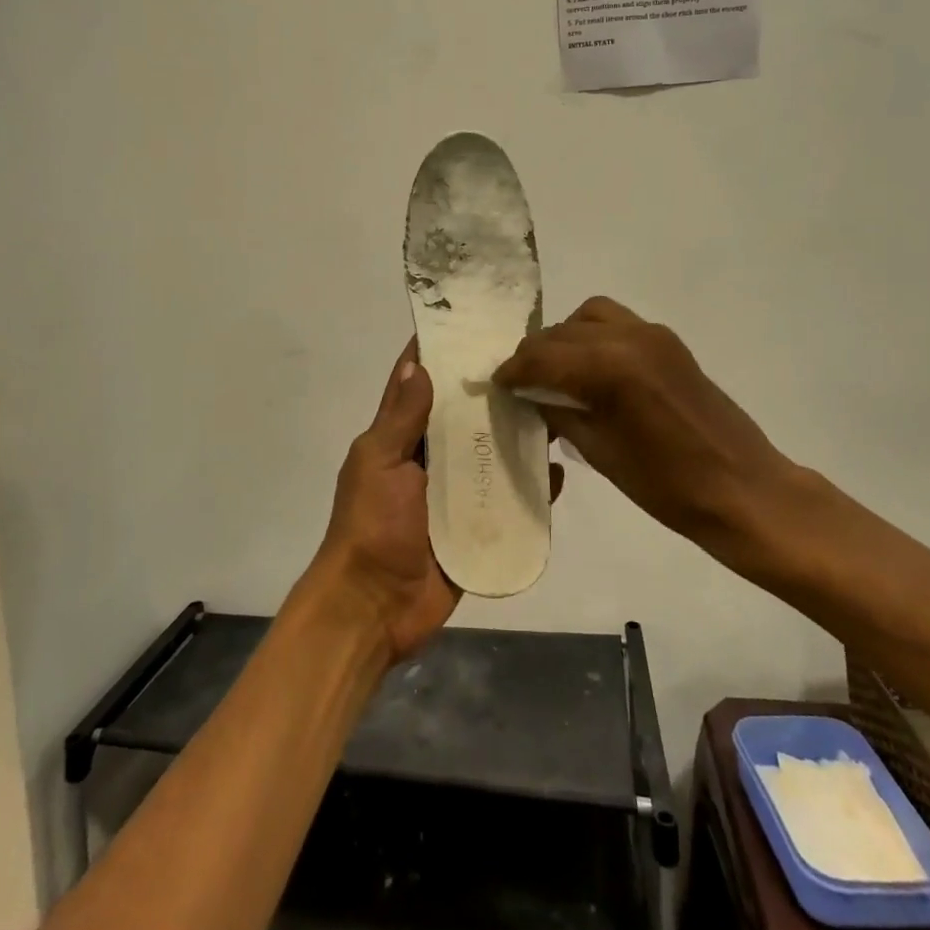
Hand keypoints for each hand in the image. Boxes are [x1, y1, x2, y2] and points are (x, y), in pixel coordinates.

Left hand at [305, 340, 561, 664]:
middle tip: (534, 362)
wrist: (373, 607)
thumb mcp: (379, 463)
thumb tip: (419, 362)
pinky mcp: (477, 526)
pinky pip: (510, 500)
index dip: (440, 353)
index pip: (420, 384)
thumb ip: (401, 418)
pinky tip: (559, 472)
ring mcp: (455, 493)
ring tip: (556, 408)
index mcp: (400, 438)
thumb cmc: (370, 527)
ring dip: (517, 436)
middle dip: (491, 391)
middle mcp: (430, 459)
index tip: (472, 321)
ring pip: (492, 454)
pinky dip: (532, 487)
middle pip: (465, 416)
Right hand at [495, 298, 799, 553]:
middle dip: (535, 354)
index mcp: (610, 366)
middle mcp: (629, 337)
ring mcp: (653, 335)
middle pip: (562, 332)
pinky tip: (590, 369)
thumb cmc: (667, 485)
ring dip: (564, 338)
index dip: (514, 371)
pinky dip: (593, 337)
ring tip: (555, 371)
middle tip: (521, 383)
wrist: (743, 489)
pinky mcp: (669, 343)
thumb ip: (560, 413)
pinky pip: (617, 323)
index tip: (497, 384)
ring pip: (589, 316)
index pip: (543, 356)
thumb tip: (531, 396)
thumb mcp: (599, 453)